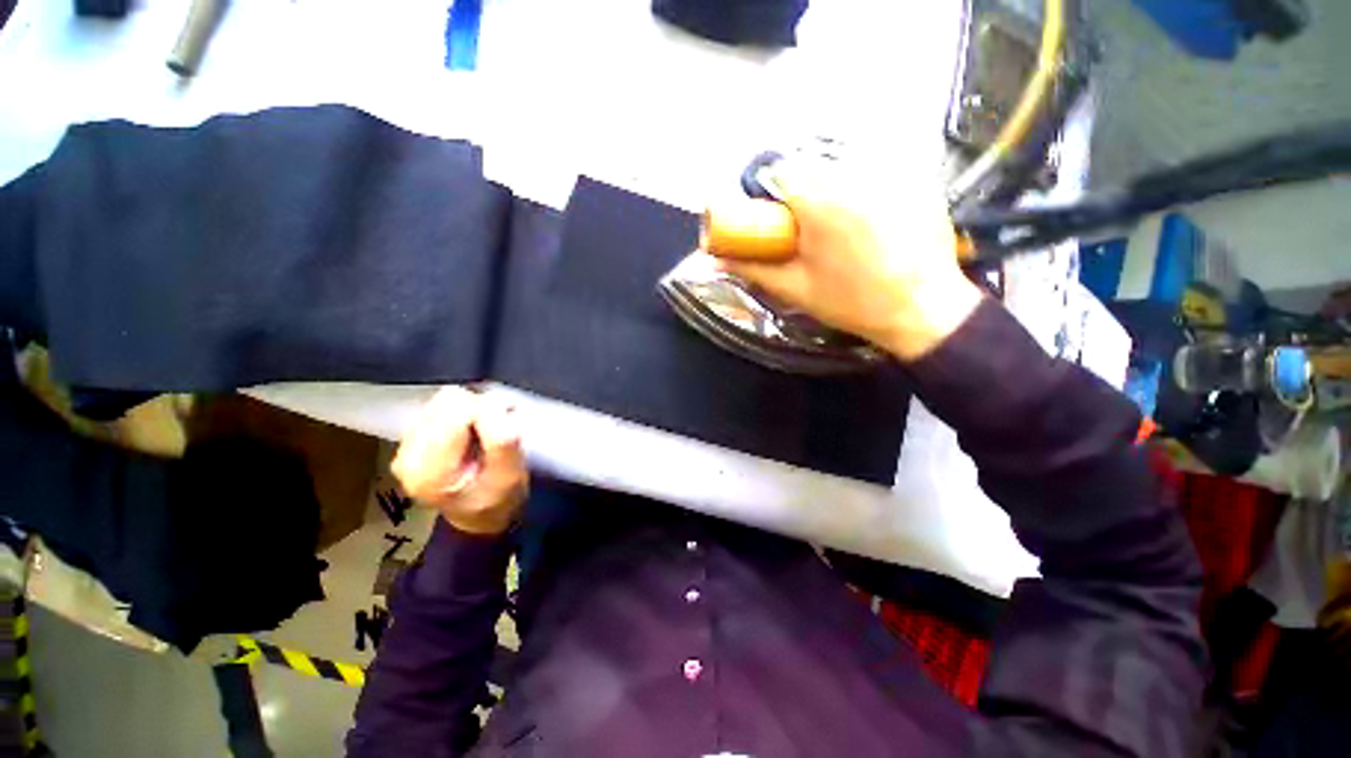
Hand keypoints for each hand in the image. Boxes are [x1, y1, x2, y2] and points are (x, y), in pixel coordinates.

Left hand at [391, 387, 527, 535]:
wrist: (480, 516)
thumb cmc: (499, 499)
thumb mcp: (511, 475)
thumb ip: (502, 439)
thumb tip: (492, 404)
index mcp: (429, 471)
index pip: (458, 410)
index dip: (488, 413)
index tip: (504, 431)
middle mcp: (406, 457)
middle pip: (447, 402)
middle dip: (478, 411)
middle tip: (493, 435)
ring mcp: (403, 448)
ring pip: (442, 401)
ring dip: (470, 413)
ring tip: (482, 438)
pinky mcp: (409, 440)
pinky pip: (439, 408)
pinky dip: (460, 417)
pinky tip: (469, 438)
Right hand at [721, 160, 982, 360]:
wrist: (923, 309)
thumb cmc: (853, 302)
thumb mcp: (795, 289)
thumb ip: (753, 269)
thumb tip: (715, 259)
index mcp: (820, 202)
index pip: (780, 171)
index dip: (771, 193)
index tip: (775, 219)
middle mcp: (855, 174)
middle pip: (812, 166)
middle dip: (800, 193)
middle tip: (806, 231)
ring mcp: (891, 172)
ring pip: (843, 166)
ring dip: (831, 189)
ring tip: (840, 230)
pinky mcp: (917, 177)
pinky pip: (876, 172)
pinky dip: (863, 189)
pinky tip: (871, 224)